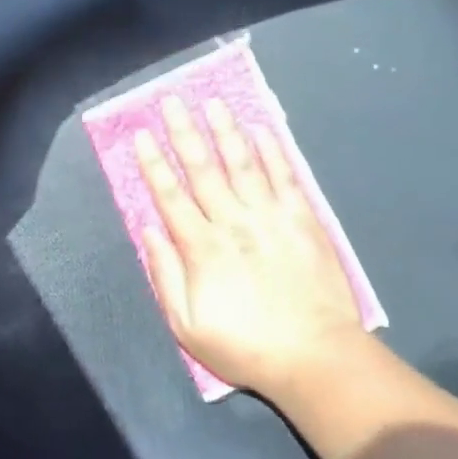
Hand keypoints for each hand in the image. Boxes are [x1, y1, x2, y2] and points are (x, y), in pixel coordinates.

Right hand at [135, 98, 366, 396]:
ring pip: (242, 164)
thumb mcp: (187, 325)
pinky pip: (285, 178)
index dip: (153, 163)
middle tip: (172, 101)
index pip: (170, 195)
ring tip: (213, 102)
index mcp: (200, 247)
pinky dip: (272, 152)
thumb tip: (149, 230)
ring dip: (225, 131)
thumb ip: (165, 275)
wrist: (316, 357)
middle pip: (202, 169)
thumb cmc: (245, 346)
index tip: (142, 134)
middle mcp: (232, 222)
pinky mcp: (302, 221)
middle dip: (184, 133)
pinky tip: (261, 130)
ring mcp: (270, 218)